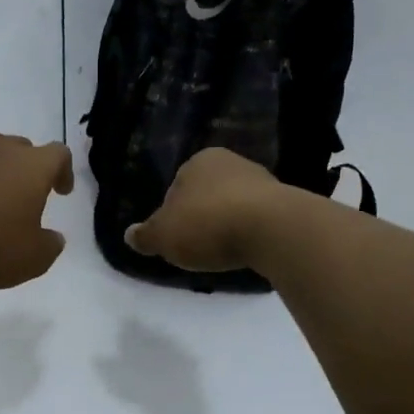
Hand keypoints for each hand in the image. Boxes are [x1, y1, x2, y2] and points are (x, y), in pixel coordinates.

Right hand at [124, 147, 286, 273]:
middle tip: (197, 246)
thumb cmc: (207, 225)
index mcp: (198, 161)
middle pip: (207, 194)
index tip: (175, 237)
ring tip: (223, 252)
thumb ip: (146, 236)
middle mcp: (230, 162)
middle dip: (202, 217)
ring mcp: (261, 180)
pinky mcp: (285, 202)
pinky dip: (249, 233)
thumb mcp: (164, 236)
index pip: (177, 186)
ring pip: (233, 205)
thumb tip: (129, 235)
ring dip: (227, 225)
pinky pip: (257, 219)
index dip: (173, 214)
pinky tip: (246, 250)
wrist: (271, 229)